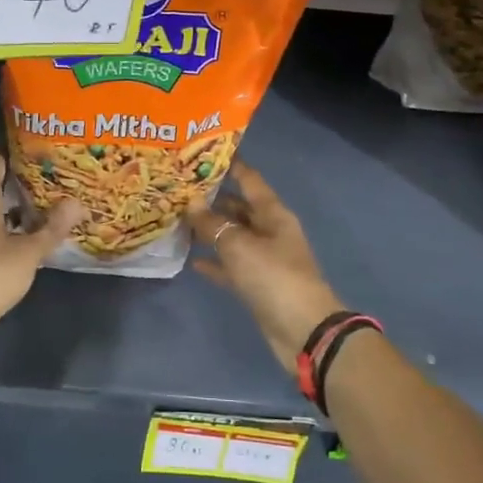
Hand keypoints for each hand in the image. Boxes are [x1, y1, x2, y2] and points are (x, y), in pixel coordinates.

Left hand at [0, 151, 82, 378]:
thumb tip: (77, 202)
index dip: (9, 145)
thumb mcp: (30, 251)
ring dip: (6, 199)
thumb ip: (53, 226)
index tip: (31, 137)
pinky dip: (1, 221)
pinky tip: (21, 229)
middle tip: (41, 166)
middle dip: (11, 172)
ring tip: (37, 196)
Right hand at [187, 165, 343, 367]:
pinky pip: (231, 266)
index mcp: (273, 214)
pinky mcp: (257, 284)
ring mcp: (264, 259)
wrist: (302, 329)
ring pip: (233, 237)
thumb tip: (191, 202)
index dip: (230, 165)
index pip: (250, 180)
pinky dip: (215, 262)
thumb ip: (213, 224)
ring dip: (211, 230)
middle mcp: (270, 231)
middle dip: (213, 199)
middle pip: (239, 208)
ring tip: (180, 220)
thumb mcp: (239, 245)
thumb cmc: (274, 277)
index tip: (204, 153)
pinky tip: (193, 260)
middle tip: (181, 189)